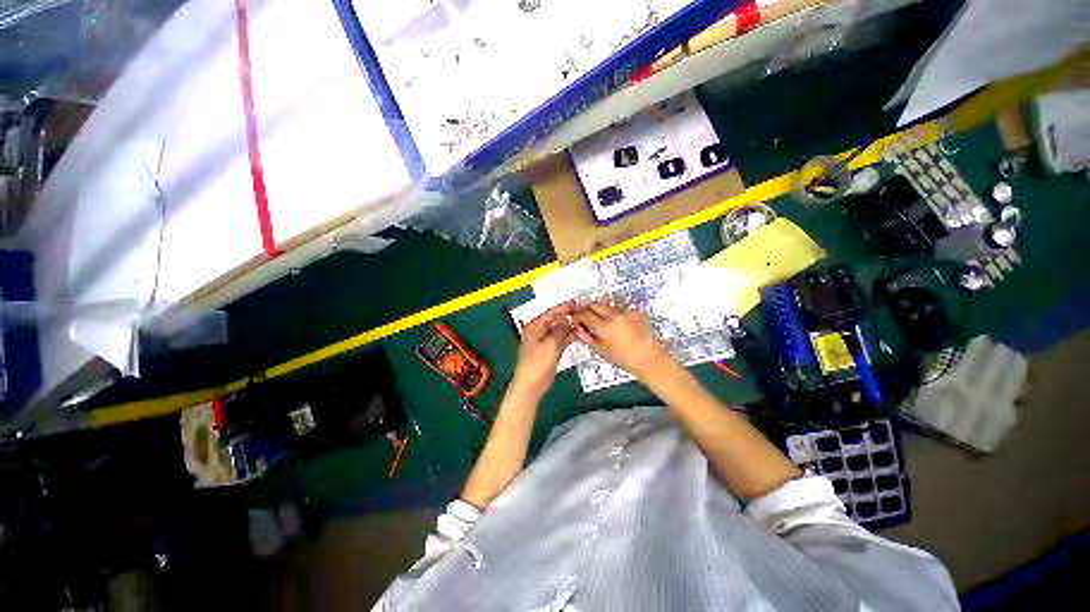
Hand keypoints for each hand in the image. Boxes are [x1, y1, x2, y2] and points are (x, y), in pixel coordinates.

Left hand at [511, 302, 575, 398]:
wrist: (531, 385)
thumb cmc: (537, 363)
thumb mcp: (550, 344)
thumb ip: (560, 330)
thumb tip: (567, 320)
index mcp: (534, 327)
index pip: (550, 313)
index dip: (563, 308)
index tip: (575, 302)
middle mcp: (539, 332)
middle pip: (555, 321)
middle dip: (567, 316)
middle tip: (582, 311)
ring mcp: (545, 342)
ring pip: (559, 331)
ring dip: (569, 327)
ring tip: (583, 320)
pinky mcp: (550, 351)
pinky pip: (561, 340)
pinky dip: (568, 337)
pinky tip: (579, 333)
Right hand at [573, 302, 674, 379]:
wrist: (649, 358)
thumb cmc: (623, 358)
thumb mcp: (599, 350)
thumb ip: (585, 335)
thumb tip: (578, 324)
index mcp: (604, 327)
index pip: (584, 314)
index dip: (577, 315)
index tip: (576, 317)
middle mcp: (614, 315)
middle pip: (594, 304)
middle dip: (587, 308)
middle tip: (585, 315)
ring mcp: (626, 311)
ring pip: (607, 305)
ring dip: (601, 310)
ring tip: (602, 321)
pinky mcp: (635, 310)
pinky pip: (619, 308)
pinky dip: (614, 313)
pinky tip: (617, 323)